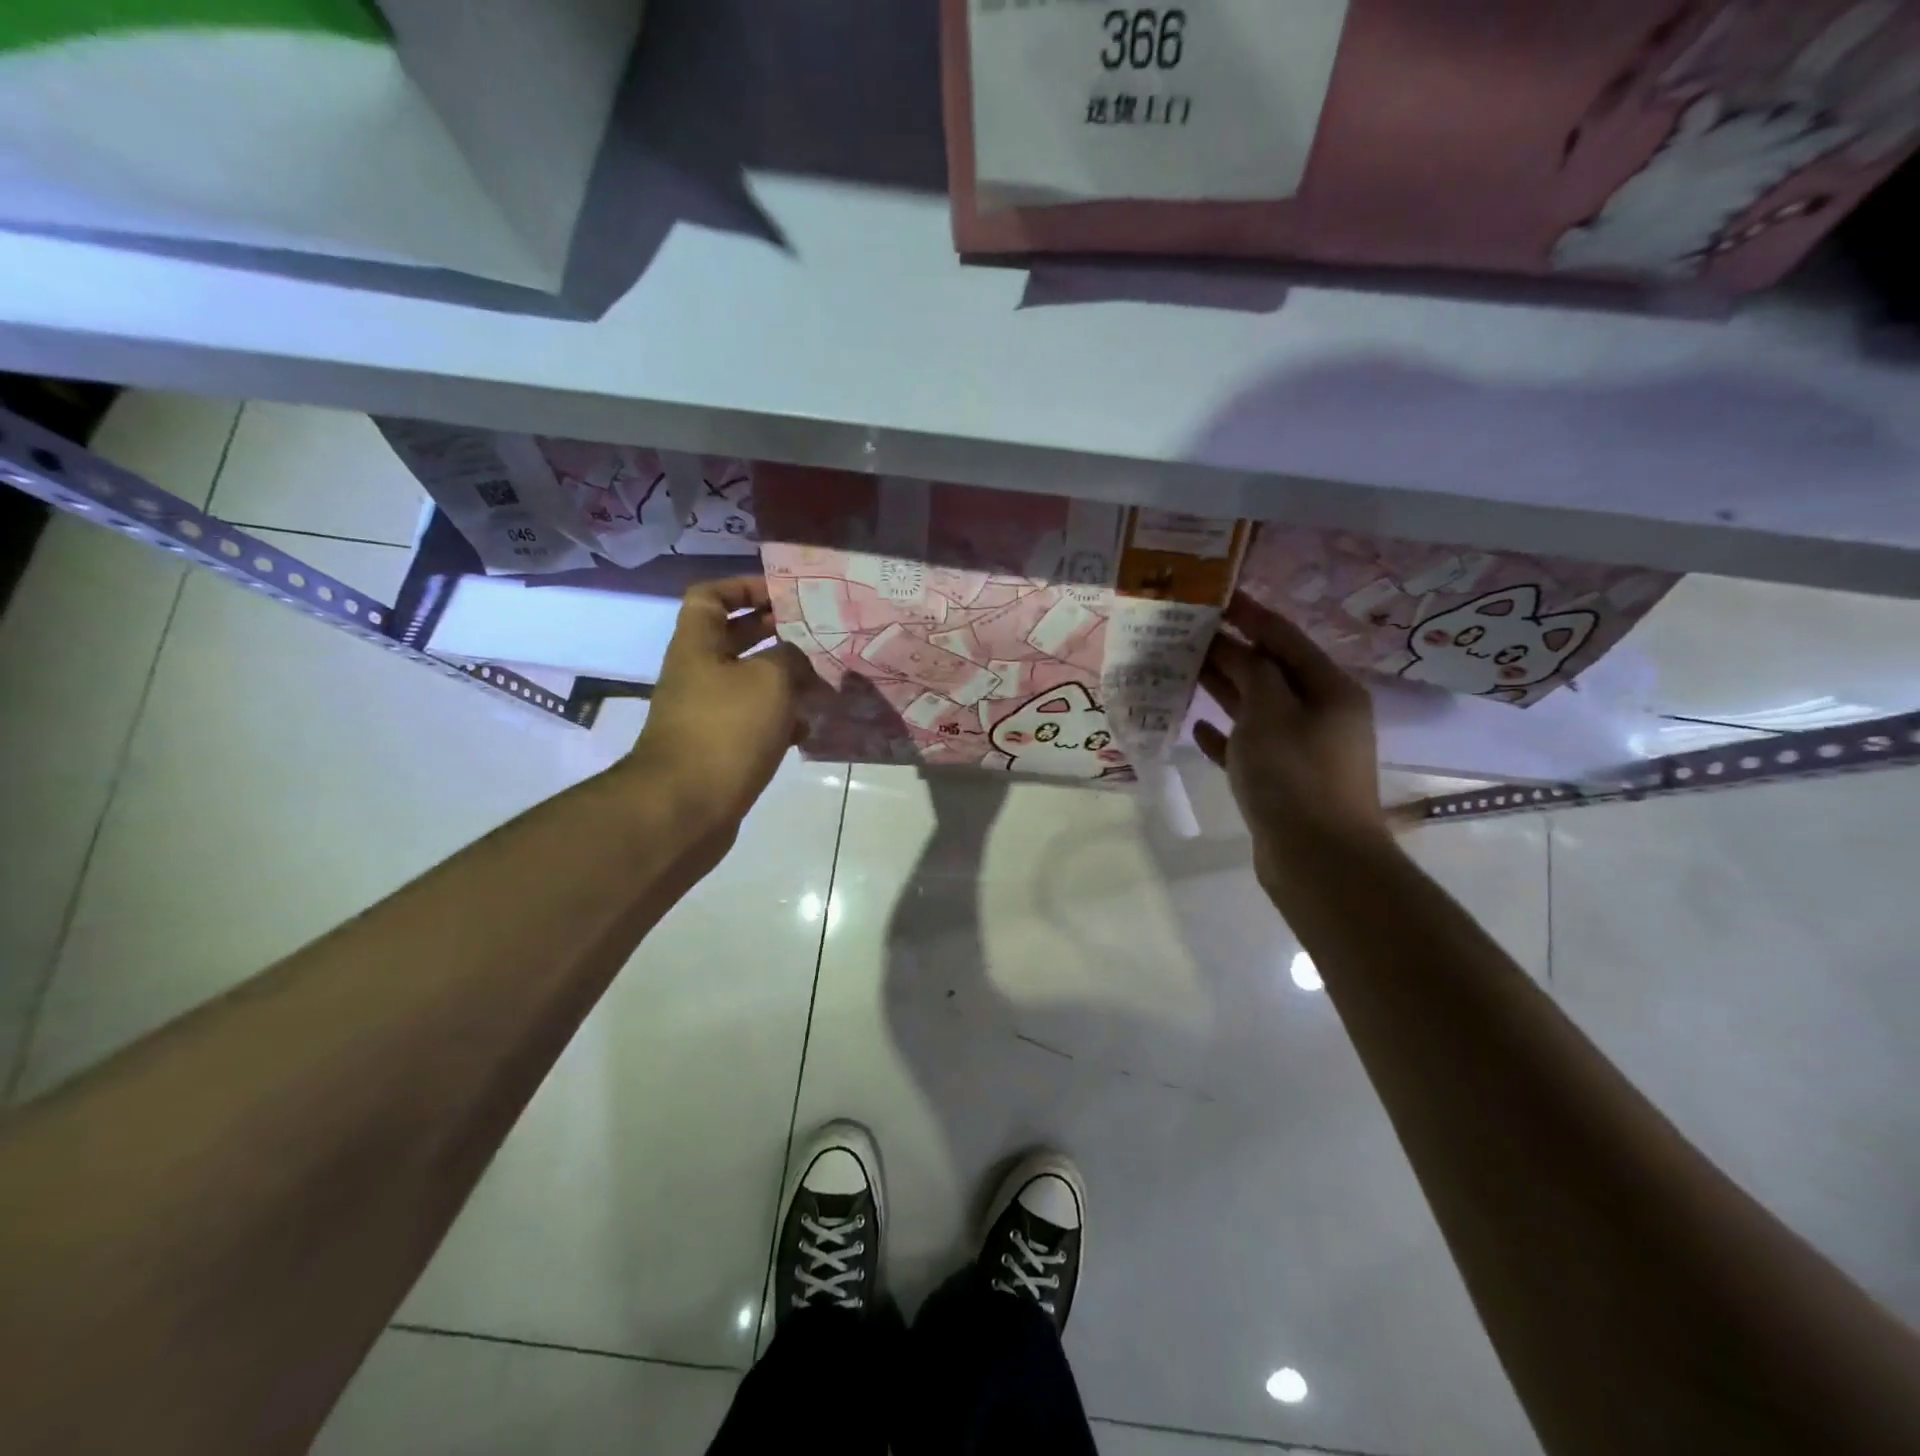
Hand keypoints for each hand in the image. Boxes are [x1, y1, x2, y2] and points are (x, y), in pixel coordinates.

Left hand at [624, 576, 811, 842]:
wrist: (688, 806)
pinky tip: (809, 727)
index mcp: (698, 645)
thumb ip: (790, 657)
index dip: (744, 586)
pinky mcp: (720, 748)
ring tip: (822, 680)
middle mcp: (698, 673)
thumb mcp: (770, 679)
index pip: (710, 596)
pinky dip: (780, 720)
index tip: (782, 593)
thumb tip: (797, 660)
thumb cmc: (727, 729)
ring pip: (749, 681)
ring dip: (784, 679)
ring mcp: (707, 713)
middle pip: (734, 638)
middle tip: (815, 631)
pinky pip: (754, 721)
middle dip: (774, 631)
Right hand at [1196, 592, 1391, 895]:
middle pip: (1268, 671)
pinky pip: (1247, 747)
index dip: (1249, 614)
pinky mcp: (1280, 781)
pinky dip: (1223, 735)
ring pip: (1255, 708)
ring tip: (1181, 670)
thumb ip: (1252, 672)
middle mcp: (1319, 713)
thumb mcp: (1270, 712)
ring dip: (1221, 689)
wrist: (1318, 860)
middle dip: (1228, 650)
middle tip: (1183, 633)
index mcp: (1328, 689)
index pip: (1284, 637)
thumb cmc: (1295, 776)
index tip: (1214, 595)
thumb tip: (1238, 649)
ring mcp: (1300, 749)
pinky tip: (1196, 726)